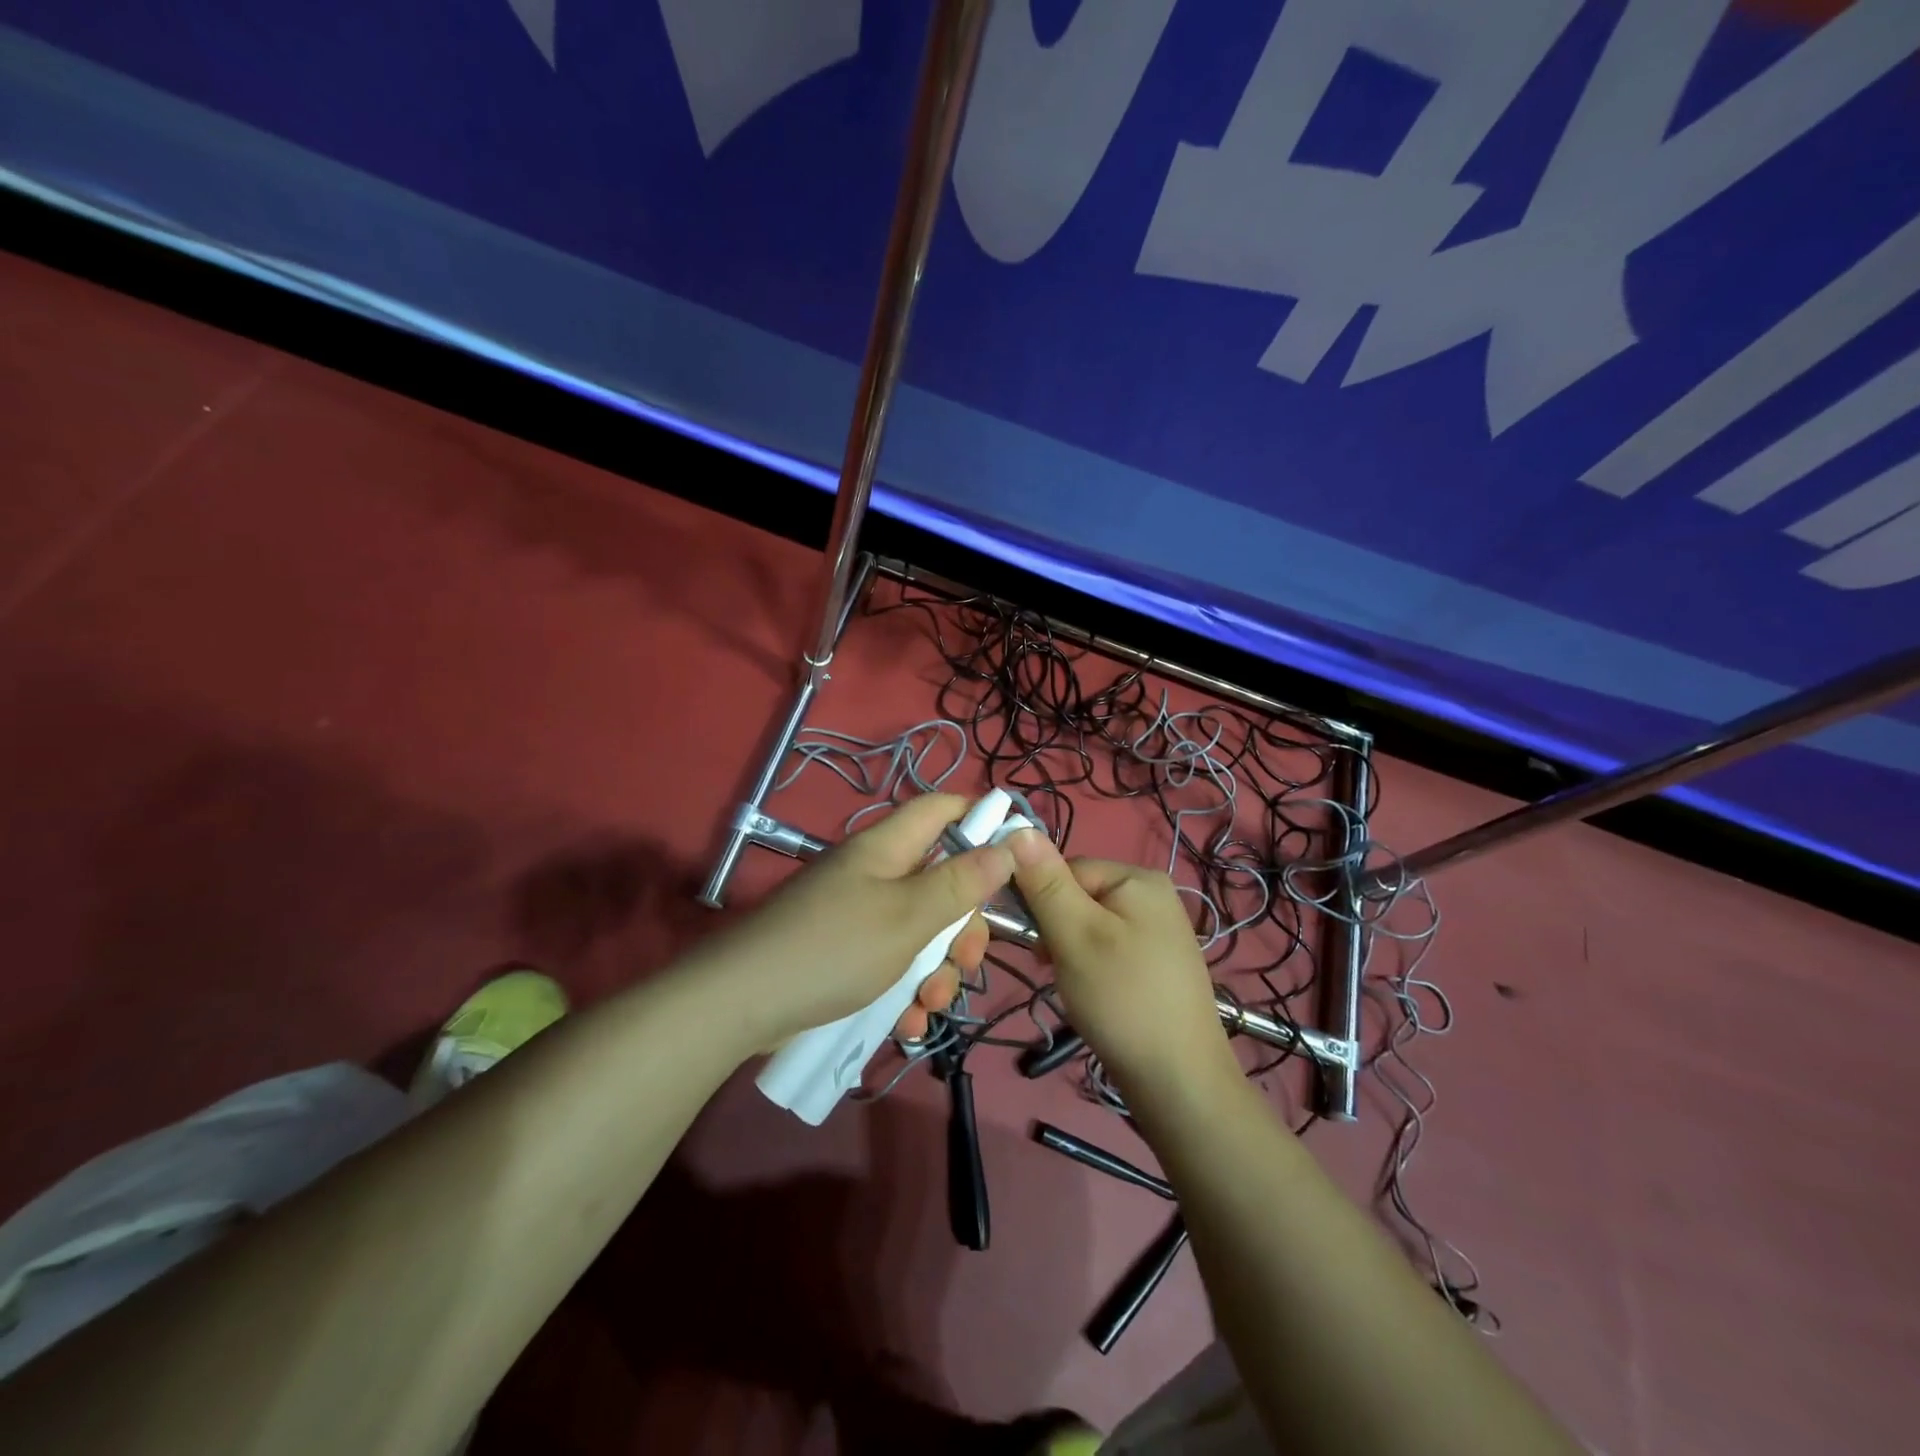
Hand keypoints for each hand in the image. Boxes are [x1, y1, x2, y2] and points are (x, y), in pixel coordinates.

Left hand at [699, 794, 1016, 1050]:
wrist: (741, 1005)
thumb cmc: (834, 949)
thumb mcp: (908, 918)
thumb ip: (961, 883)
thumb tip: (1008, 845)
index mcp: (886, 848)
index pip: (941, 809)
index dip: (979, 819)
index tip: (1013, 855)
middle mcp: (874, 874)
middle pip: (940, 881)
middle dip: (961, 926)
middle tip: (966, 961)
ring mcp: (857, 915)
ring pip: (920, 930)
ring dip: (935, 970)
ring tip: (928, 1005)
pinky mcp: (845, 953)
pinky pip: (891, 962)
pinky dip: (904, 990)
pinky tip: (905, 1023)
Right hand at [1008, 829, 1236, 1098]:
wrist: (1179, 1081)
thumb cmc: (1122, 998)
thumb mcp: (1074, 935)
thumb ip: (1045, 882)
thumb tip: (1017, 826)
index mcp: (1138, 877)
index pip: (1067, 868)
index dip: (1042, 903)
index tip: (1037, 946)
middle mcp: (1154, 894)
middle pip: (1079, 895)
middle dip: (1058, 930)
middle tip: (1054, 969)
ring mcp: (1159, 930)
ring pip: (1090, 925)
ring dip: (1070, 951)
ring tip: (1074, 987)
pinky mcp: (1158, 962)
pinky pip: (1109, 948)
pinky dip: (1092, 967)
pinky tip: (1093, 996)